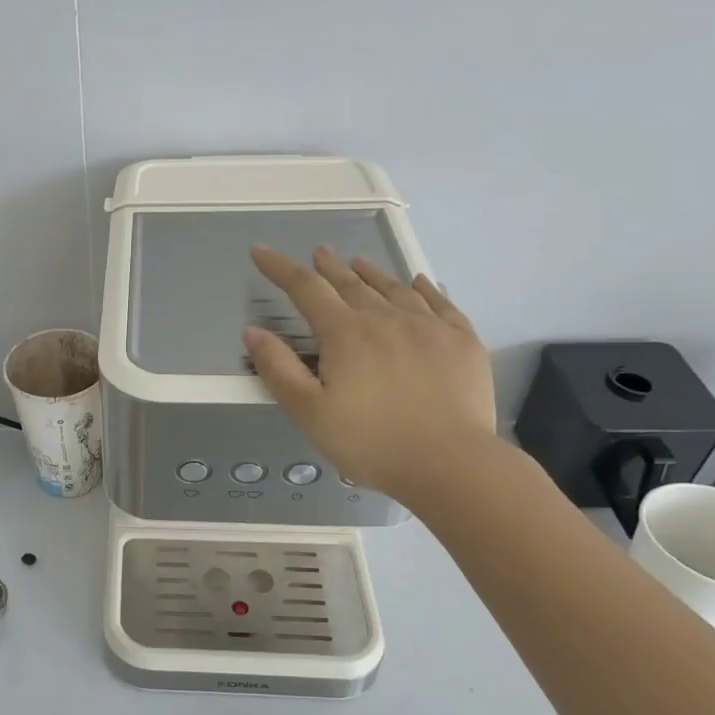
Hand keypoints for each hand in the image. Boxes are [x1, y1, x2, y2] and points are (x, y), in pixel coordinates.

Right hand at [243, 245, 496, 506]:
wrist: (451, 463)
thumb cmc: (370, 442)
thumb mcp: (309, 413)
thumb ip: (278, 369)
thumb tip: (253, 331)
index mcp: (346, 334)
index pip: (305, 289)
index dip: (279, 268)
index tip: (261, 251)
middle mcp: (386, 318)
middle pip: (351, 284)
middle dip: (329, 267)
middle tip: (319, 252)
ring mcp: (429, 327)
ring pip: (394, 289)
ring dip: (372, 273)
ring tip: (359, 262)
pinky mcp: (462, 342)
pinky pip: (441, 303)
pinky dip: (424, 288)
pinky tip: (420, 283)